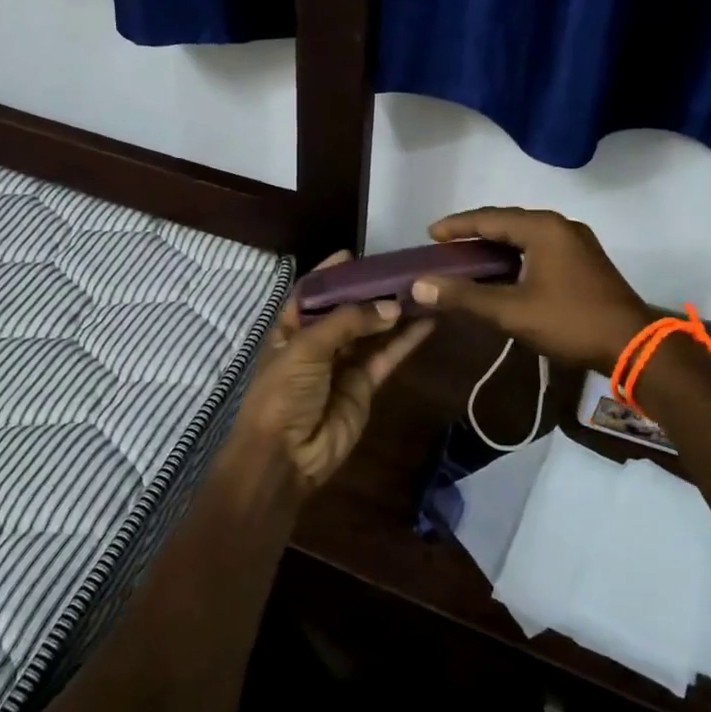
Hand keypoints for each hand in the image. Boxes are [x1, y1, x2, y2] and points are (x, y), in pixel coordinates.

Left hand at [233, 253, 435, 490]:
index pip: (310, 294)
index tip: (353, 255)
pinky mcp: (364, 386)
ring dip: (394, 313)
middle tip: (401, 269)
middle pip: (347, 310)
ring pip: (372, 332)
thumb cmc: (283, 393)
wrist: (286, 456)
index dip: (329, 274)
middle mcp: (317, 344)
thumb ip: (347, 322)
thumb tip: (390, 307)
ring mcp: (342, 365)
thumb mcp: (306, 348)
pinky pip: (386, 357)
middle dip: (371, 292)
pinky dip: (405, 340)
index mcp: (290, 330)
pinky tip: (427, 321)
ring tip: (422, 289)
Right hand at [410, 207, 650, 370]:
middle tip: (446, 246)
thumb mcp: (511, 311)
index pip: (489, 218)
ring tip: (468, 257)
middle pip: (507, 222)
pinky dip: (516, 254)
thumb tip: (419, 286)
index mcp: (542, 228)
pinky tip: (503, 271)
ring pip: (525, 235)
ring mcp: (576, 241)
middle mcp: (560, 225)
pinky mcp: (584, 259)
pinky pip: (540, 246)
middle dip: (475, 233)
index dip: (457, 226)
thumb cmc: (569, 322)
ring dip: (496, 244)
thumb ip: (465, 297)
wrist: (632, 344)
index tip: (430, 234)